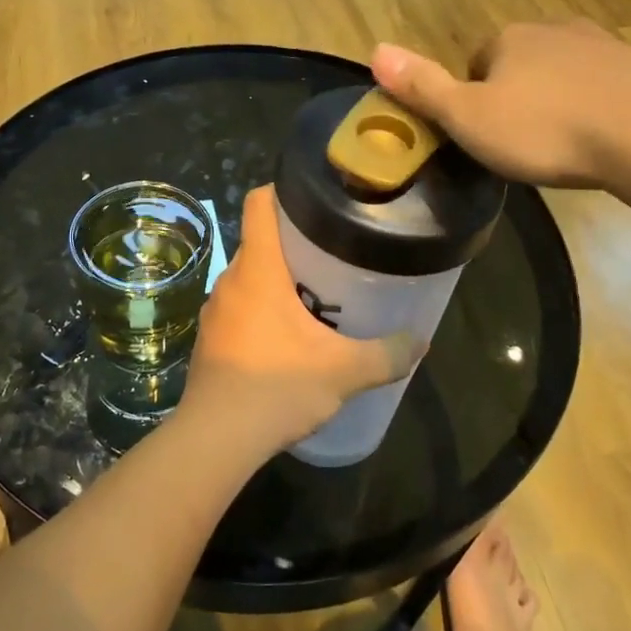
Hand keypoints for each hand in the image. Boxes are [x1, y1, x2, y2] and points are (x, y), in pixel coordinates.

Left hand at [181, 187, 421, 455]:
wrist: (215, 440)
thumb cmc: (277, 387)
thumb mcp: (343, 372)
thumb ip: (386, 354)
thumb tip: (421, 341)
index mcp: (258, 269)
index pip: (260, 203)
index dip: (283, 190)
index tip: (314, 197)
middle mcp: (230, 280)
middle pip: (259, 240)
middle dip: (293, 242)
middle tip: (332, 254)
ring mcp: (215, 311)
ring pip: (249, 277)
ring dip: (277, 280)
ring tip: (315, 295)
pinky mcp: (209, 340)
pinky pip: (238, 308)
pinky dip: (261, 310)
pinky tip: (286, 338)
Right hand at [371, 20, 630, 192]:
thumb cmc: (545, 129)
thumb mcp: (469, 117)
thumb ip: (422, 86)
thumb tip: (374, 49)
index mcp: (508, 39)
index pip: (476, 63)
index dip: (474, 99)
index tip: (484, 136)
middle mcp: (554, 30)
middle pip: (520, 64)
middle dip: (517, 97)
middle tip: (522, 145)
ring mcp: (603, 45)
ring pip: (564, 73)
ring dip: (558, 101)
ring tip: (563, 146)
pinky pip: (606, 87)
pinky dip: (598, 108)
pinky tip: (603, 141)